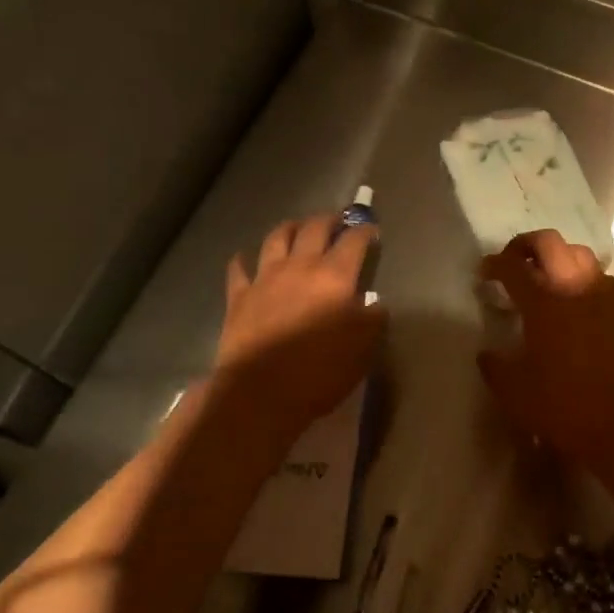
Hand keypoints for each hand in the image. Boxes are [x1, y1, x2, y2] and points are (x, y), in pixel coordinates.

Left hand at [213, 213, 385, 438]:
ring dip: (290, 227)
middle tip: (338, 221)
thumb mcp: (364, 348)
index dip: (365, 231)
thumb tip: (374, 303)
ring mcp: (265, 278)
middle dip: (329, 219)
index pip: (354, 241)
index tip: (372, 231)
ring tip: (298, 227)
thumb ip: (373, 319)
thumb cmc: (321, 371)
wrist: (261, 393)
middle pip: (314, 228)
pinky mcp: (239, 297)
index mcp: (335, 276)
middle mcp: (300, 266)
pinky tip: (245, 258)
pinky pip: (239, 269)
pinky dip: (243, 260)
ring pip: (277, 238)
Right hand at [476, 230, 613, 466]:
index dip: (494, 264)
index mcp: (544, 303)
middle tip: (511, 261)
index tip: (484, 272)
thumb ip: (496, 368)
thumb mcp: (516, 395)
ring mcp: (605, 296)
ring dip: (557, 257)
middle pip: (549, 243)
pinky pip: (600, 278)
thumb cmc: (567, 407)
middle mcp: (575, 288)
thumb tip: (487, 353)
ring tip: (544, 278)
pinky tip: (576, 301)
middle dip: (525, 245)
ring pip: (579, 254)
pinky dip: (582, 278)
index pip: (513, 267)